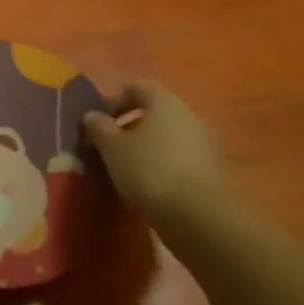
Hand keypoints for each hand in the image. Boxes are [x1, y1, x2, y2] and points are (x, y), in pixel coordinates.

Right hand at [82, 79, 224, 221]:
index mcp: (165, 102)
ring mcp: (204, 143)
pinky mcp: (211, 170)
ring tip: (124, 170)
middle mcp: (188, 115)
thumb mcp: (112, 147)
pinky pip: (179, 157)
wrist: (198, 218)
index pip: (136, 86)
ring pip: (167, 136)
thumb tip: (92, 115)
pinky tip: (147, 186)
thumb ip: (99, 127)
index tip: (97, 122)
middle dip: (128, 126)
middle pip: (154, 112)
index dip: (113, 99)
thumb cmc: (148, 170)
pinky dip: (161, 165)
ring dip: (145, 147)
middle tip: (108, 147)